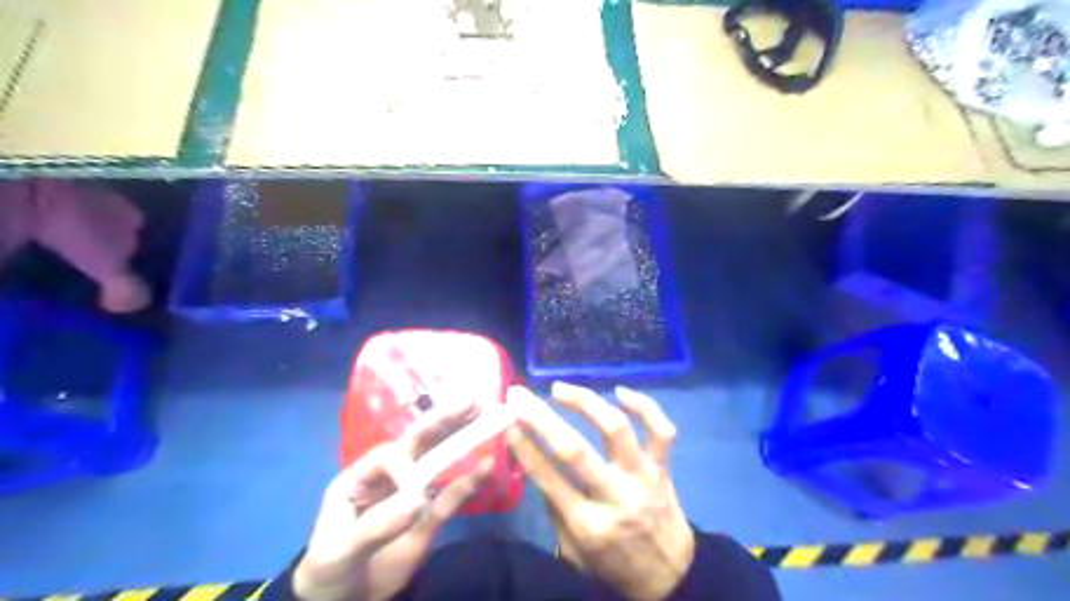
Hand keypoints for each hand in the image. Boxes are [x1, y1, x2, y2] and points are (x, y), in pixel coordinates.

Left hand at [293, 407, 490, 600]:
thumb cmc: (328, 572)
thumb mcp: (340, 551)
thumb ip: (376, 525)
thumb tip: (418, 500)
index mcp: (360, 478)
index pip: (388, 457)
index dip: (405, 465)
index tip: (414, 493)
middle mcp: (388, 479)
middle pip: (417, 445)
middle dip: (442, 422)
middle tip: (471, 402)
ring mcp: (410, 497)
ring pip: (437, 464)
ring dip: (459, 442)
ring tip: (482, 418)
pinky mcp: (427, 518)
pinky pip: (450, 498)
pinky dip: (469, 482)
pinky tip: (487, 465)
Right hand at [507, 385, 693, 600]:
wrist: (671, 576)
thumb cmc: (613, 563)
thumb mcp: (573, 551)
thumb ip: (554, 509)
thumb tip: (535, 460)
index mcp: (588, 525)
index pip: (548, 478)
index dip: (524, 447)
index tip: (508, 422)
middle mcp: (615, 496)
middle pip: (575, 450)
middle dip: (541, 418)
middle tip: (520, 396)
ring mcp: (642, 478)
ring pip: (616, 429)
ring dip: (585, 402)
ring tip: (559, 388)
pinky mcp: (663, 468)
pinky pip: (661, 431)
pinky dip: (645, 406)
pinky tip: (620, 391)